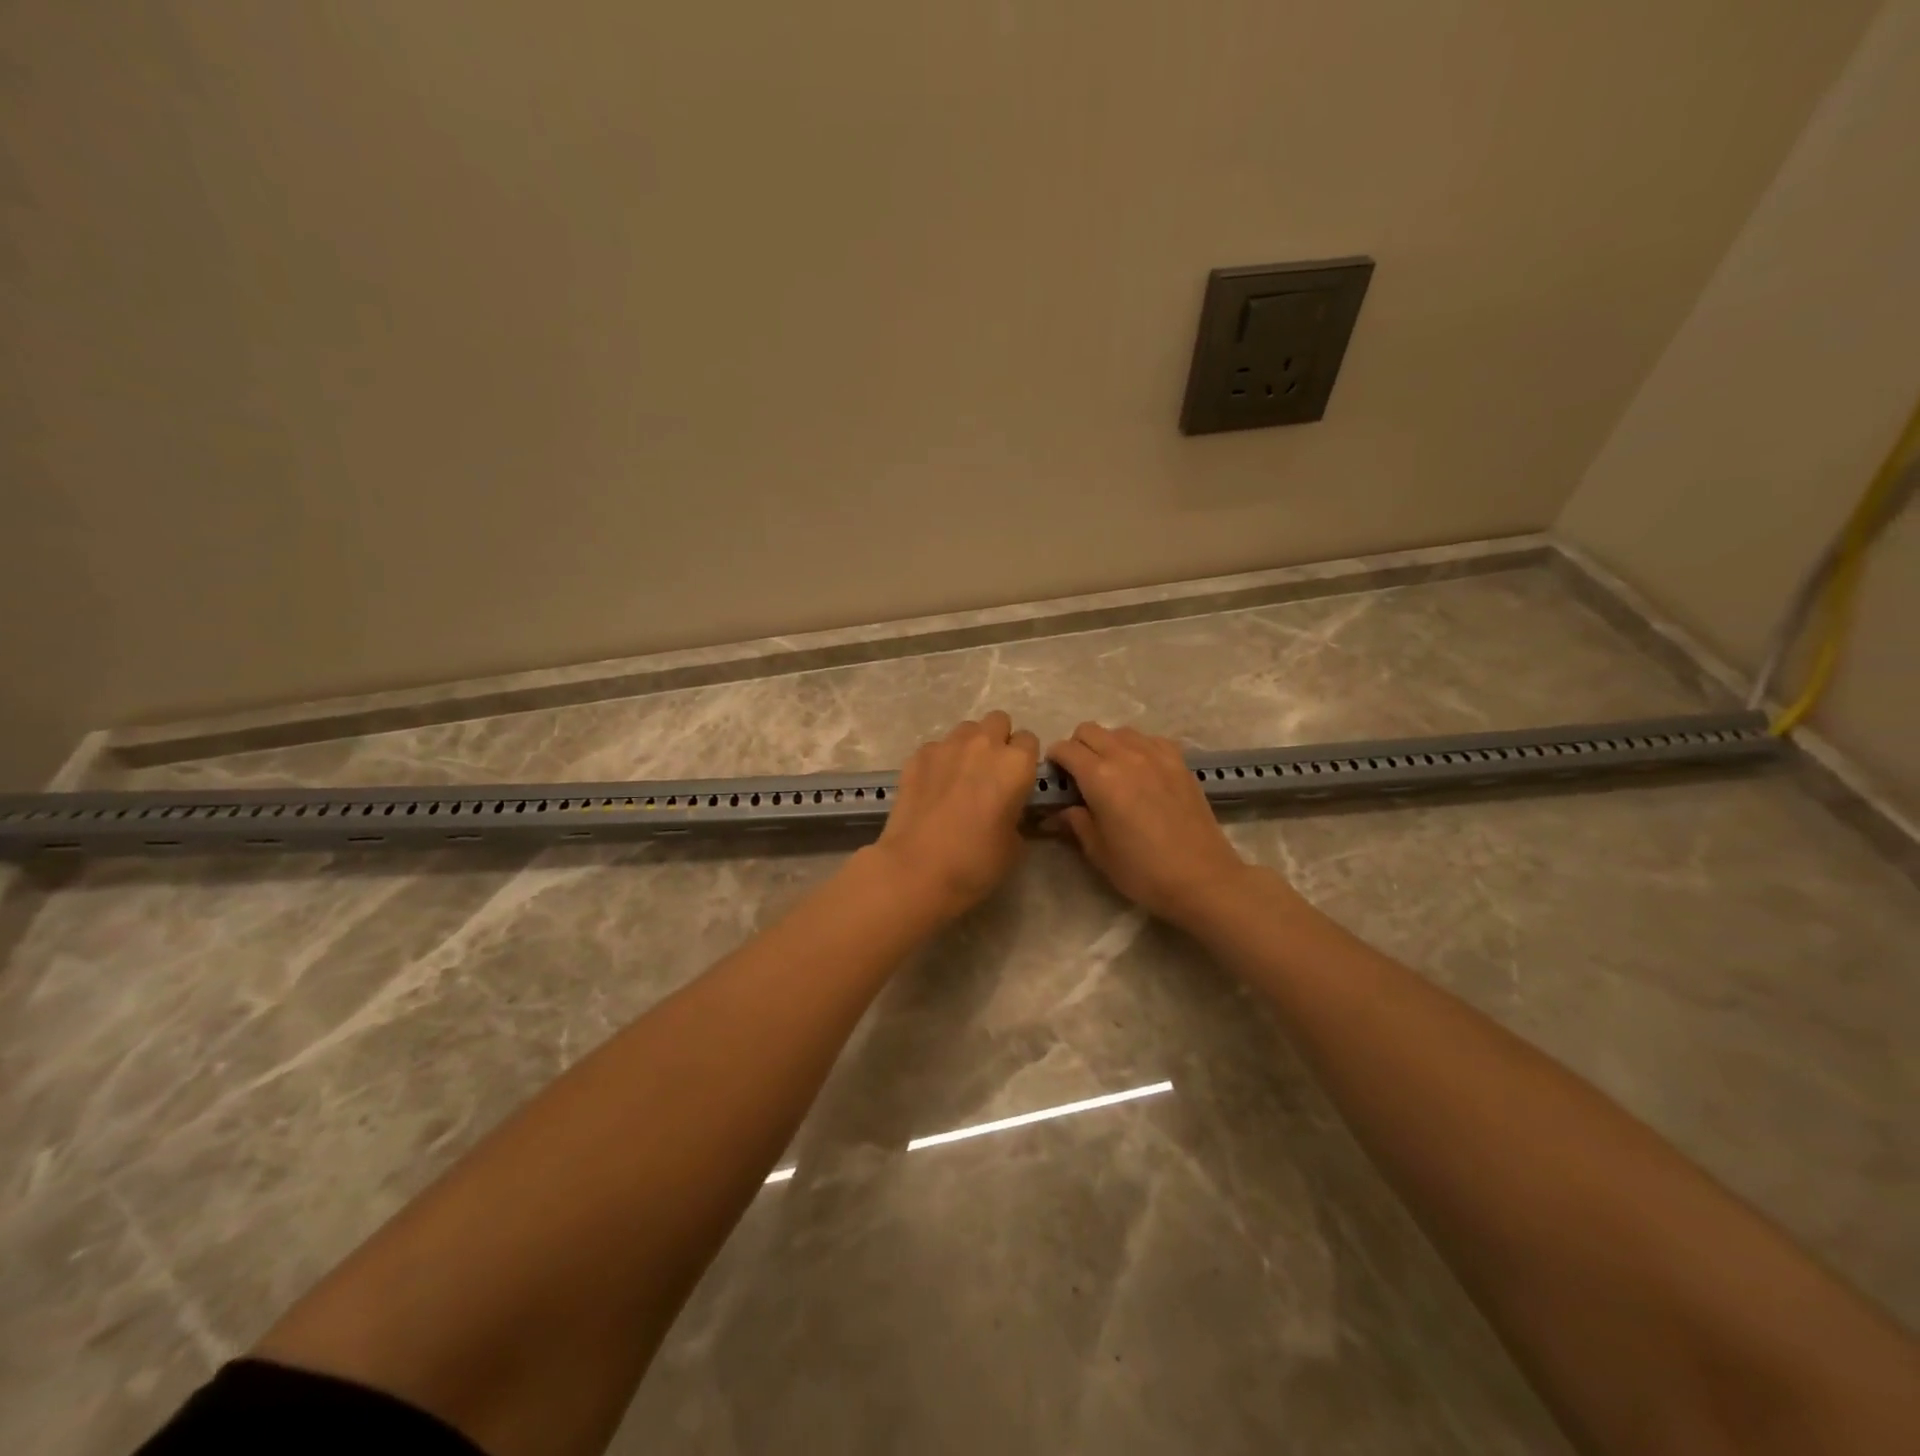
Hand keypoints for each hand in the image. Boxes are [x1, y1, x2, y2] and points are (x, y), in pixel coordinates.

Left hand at [868, 710, 1040, 919]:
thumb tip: (1009, 811)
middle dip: (998, 740)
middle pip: (998, 721)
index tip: (1018, 780)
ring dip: (969, 746)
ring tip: (960, 776)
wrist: (917, 869)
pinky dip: (939, 760)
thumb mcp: (1015, 846)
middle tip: (991, 772)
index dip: (1024, 760)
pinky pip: (937, 747)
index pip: (1029, 741)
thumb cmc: (976, 862)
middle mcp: (983, 745)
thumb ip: (1017, 816)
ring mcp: (946, 746)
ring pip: (966, 730)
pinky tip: (933, 787)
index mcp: (1015, 764)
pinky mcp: (917, 756)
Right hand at [1046, 722, 1256, 927]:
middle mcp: (1126, 755)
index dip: (1054, 761)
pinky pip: (1150, 740)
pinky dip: (1137, 748)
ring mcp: (1156, 754)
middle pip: (1089, 730)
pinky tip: (1141, 772)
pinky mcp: (1179, 761)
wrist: (1202, 878)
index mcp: (1099, 776)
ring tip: (1111, 772)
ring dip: (1107, 745)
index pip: (1065, 749)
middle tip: (1079, 776)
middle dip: (1077, 747)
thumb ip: (1074, 822)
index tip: (1055, 778)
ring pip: (1120, 731)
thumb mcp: (1098, 851)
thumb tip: (1056, 812)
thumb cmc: (1142, 870)